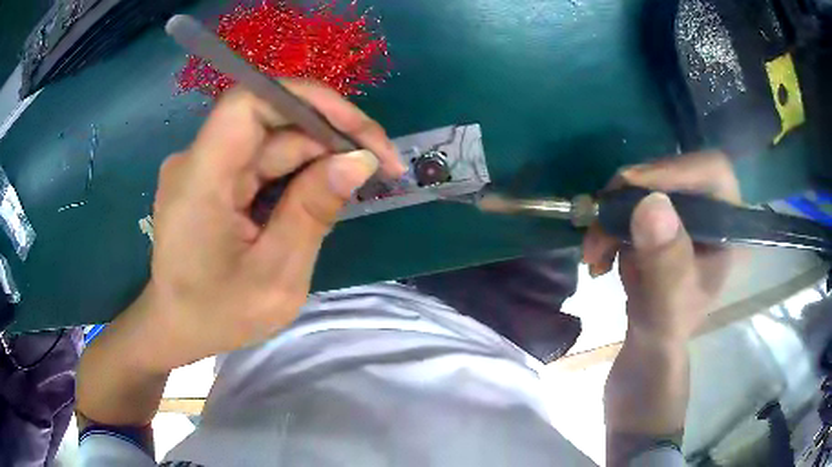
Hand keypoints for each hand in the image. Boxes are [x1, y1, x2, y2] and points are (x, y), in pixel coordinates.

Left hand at [139, 81, 405, 371]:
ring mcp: (204, 167)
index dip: (307, 101)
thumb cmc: (218, 315)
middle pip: (269, 122)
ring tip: (358, 183)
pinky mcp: (213, 179)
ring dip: (318, 156)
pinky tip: (322, 194)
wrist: (177, 328)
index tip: (358, 130)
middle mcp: (197, 160)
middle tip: (380, 165)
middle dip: (328, 136)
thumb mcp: (275, 276)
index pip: (249, 104)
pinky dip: (298, 172)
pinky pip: (262, 161)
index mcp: (199, 181)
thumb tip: (360, 160)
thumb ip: (313, 213)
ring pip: (271, 141)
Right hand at [583, 152, 740, 341]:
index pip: (712, 171)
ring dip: (612, 213)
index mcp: (726, 225)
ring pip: (644, 183)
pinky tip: (599, 252)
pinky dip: (607, 222)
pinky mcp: (659, 211)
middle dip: (631, 195)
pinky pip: (628, 199)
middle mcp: (707, 206)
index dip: (676, 170)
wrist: (651, 334)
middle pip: (672, 170)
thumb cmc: (669, 323)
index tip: (633, 186)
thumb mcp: (669, 301)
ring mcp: (681, 207)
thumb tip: (651, 203)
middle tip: (601, 218)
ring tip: (594, 251)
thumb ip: (666, 261)